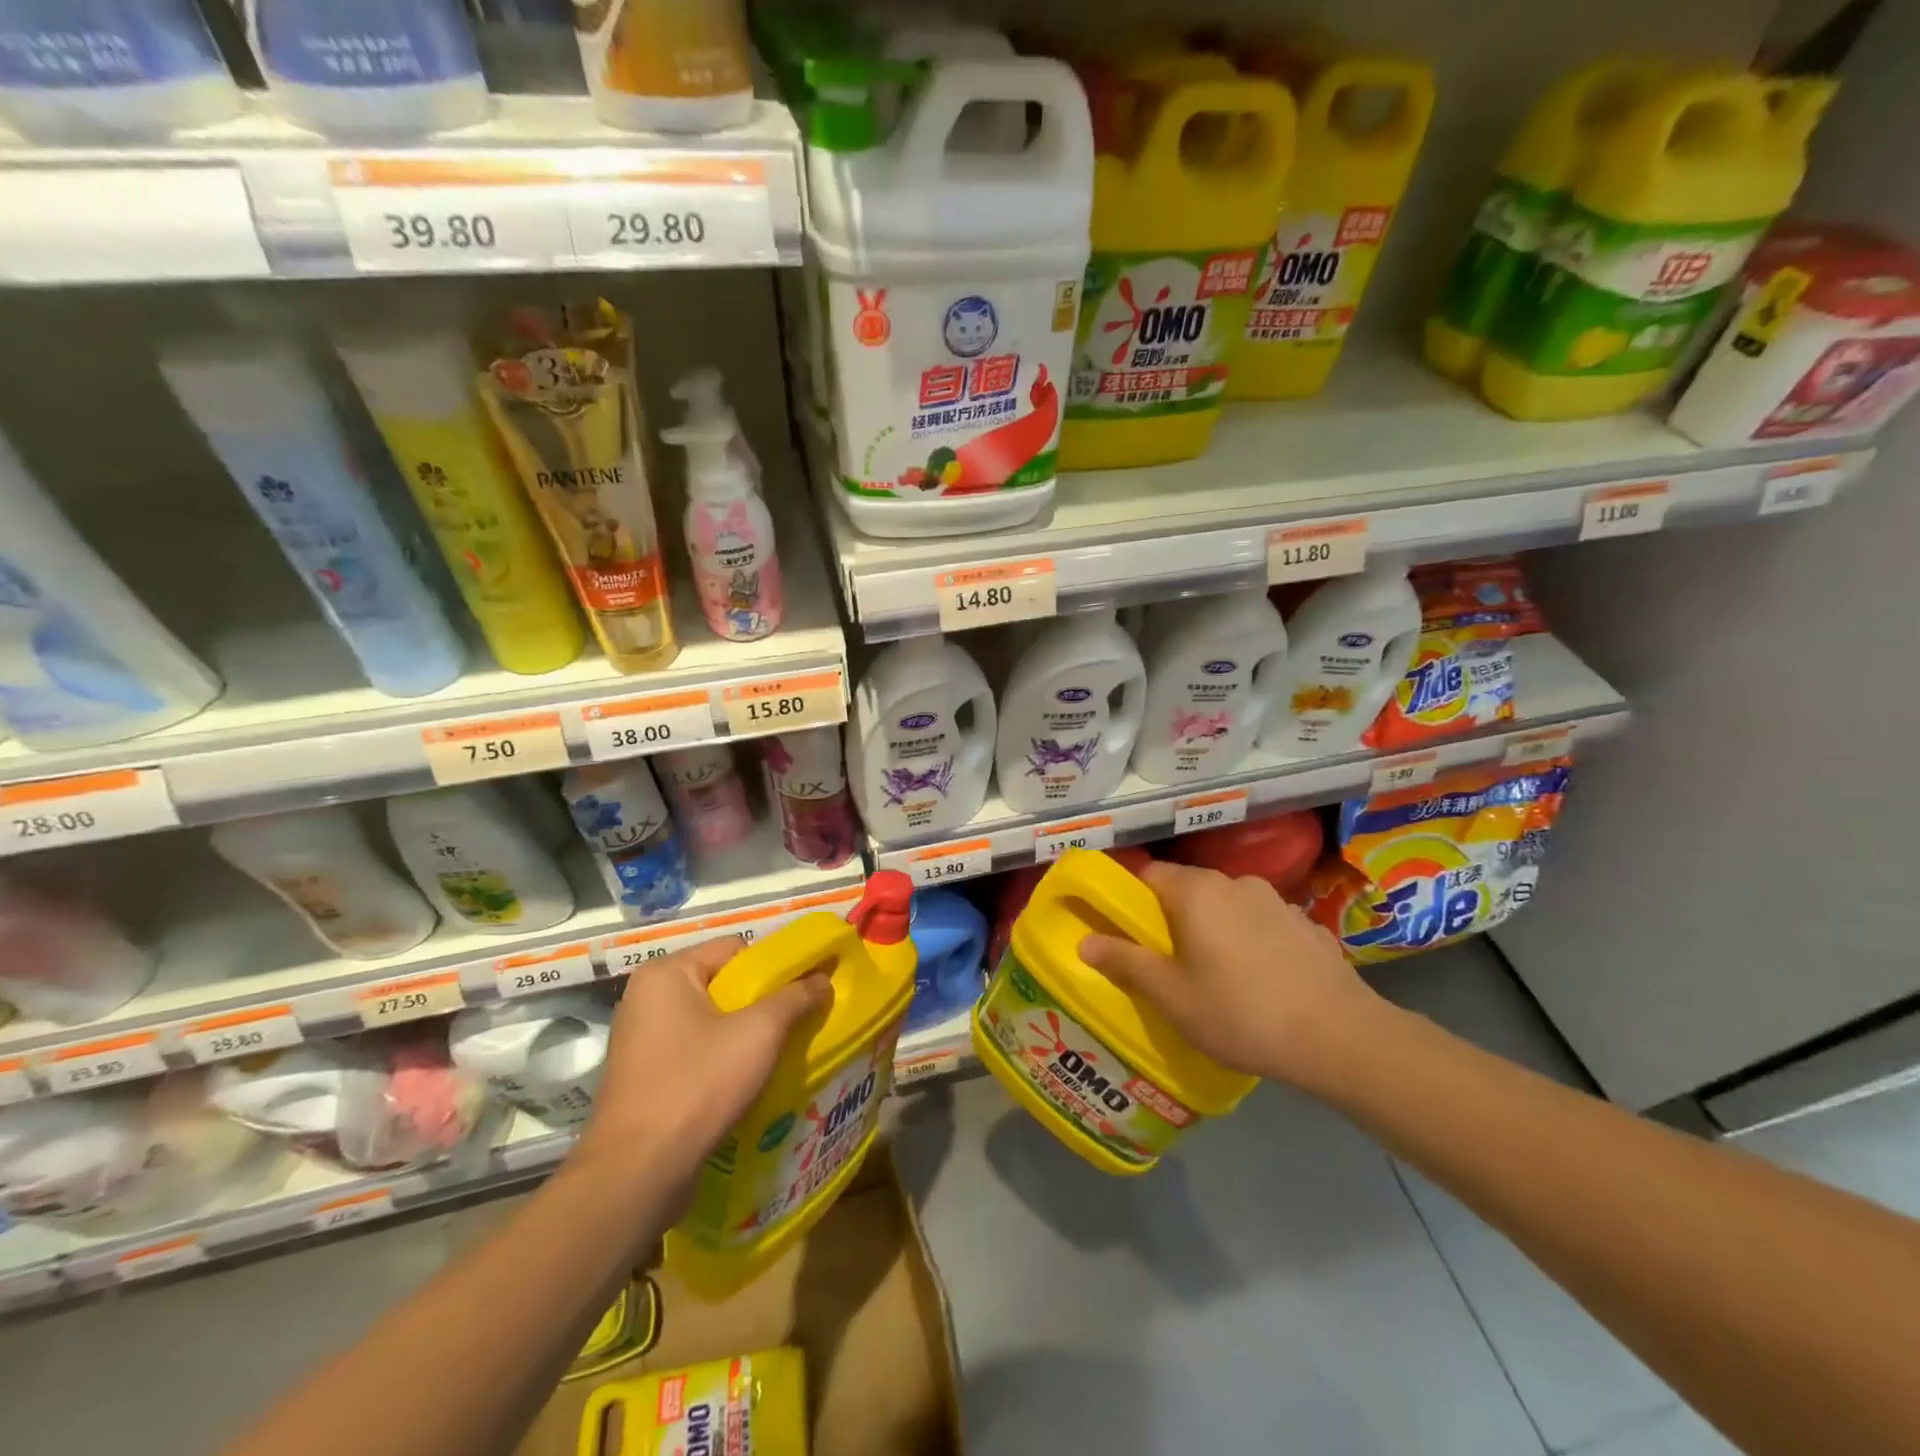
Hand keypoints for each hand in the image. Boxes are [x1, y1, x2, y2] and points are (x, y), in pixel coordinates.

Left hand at [579, 938, 831, 1186]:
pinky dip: (722, 1060)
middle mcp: (647, 998)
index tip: (803, 993)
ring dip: (745, 1035)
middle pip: (723, 984)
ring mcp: (641, 1039)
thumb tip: (823, 978)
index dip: (774, 967)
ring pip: (711, 1021)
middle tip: (794, 1025)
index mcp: (667, 973)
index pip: (735, 950)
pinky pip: (695, 1051)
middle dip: (762, 1004)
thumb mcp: (759, 1033)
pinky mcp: (643, 1076)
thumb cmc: (698, 1085)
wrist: (638, 1174)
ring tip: (776, 1055)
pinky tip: (746, 1082)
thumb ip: (795, 997)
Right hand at [1079, 860, 1385, 1093]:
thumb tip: (1085, 940)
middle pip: (1188, 888)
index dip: (1130, 898)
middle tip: (1166, 961)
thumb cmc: (1240, 1012)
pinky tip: (1262, 980)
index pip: (1148, 874)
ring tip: (1217, 974)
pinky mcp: (1308, 925)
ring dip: (1215, 928)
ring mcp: (1277, 901)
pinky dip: (1252, 941)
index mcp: (1196, 891)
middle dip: (1172, 917)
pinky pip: (1263, 924)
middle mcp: (1235, 882)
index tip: (1126, 931)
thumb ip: (1125, 962)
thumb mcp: (1171, 996)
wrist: (1340, 1037)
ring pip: (1228, 906)